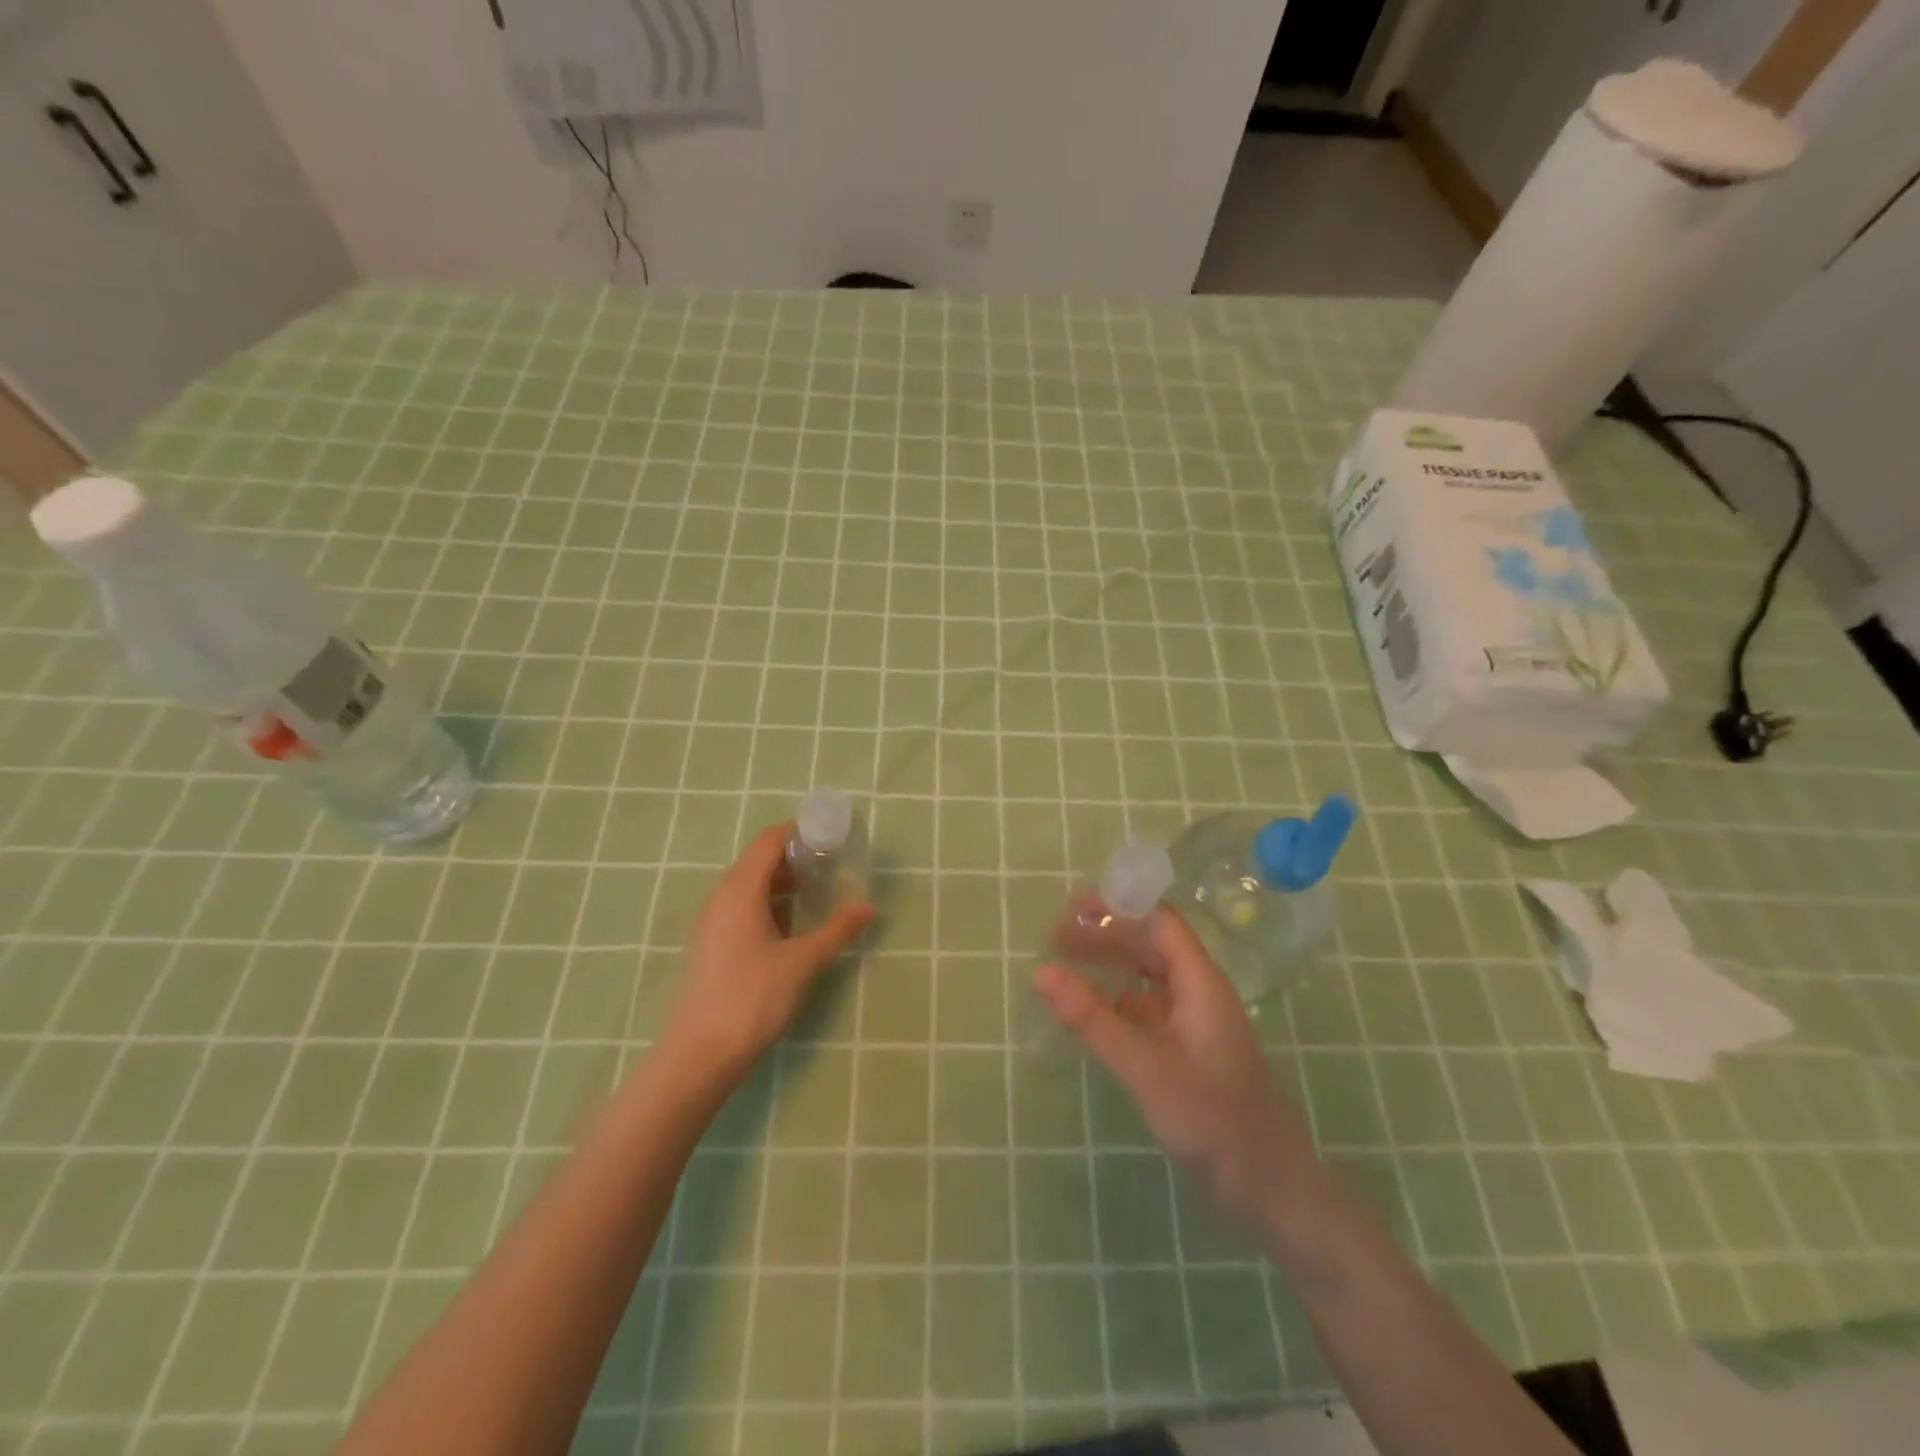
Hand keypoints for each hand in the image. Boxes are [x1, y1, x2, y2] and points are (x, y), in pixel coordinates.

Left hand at [667, 823, 874, 1075]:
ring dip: (782, 881)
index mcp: (740, 889)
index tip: (831, 835)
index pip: (769, 840)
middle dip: (795, 856)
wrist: (700, 1054)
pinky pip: (741, 906)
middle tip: (831, 863)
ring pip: (749, 885)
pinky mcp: (711, 944)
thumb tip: (869, 907)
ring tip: (817, 891)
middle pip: (758, 859)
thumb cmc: (753, 998)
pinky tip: (792, 924)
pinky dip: (768, 902)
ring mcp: (712, 921)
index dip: (799, 831)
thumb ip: (838, 930)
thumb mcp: (803, 962)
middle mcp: (721, 896)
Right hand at [1035, 906, 1318, 1221]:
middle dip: (1105, 934)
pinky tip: (1091, 1013)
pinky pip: (1148, 1008)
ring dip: (1110, 964)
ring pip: (1148, 976)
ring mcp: (1195, 1021)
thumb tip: (1041, 971)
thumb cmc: (1211, 1118)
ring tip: (1065, 964)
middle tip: (1056, 937)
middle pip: (1150, 944)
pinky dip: (1117, 1000)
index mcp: (1200, 982)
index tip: (1071, 909)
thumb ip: (1092, 1018)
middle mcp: (1199, 991)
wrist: (1268, 1186)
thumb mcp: (1144, 1066)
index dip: (1117, 907)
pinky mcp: (1188, 1049)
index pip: (1158, 922)